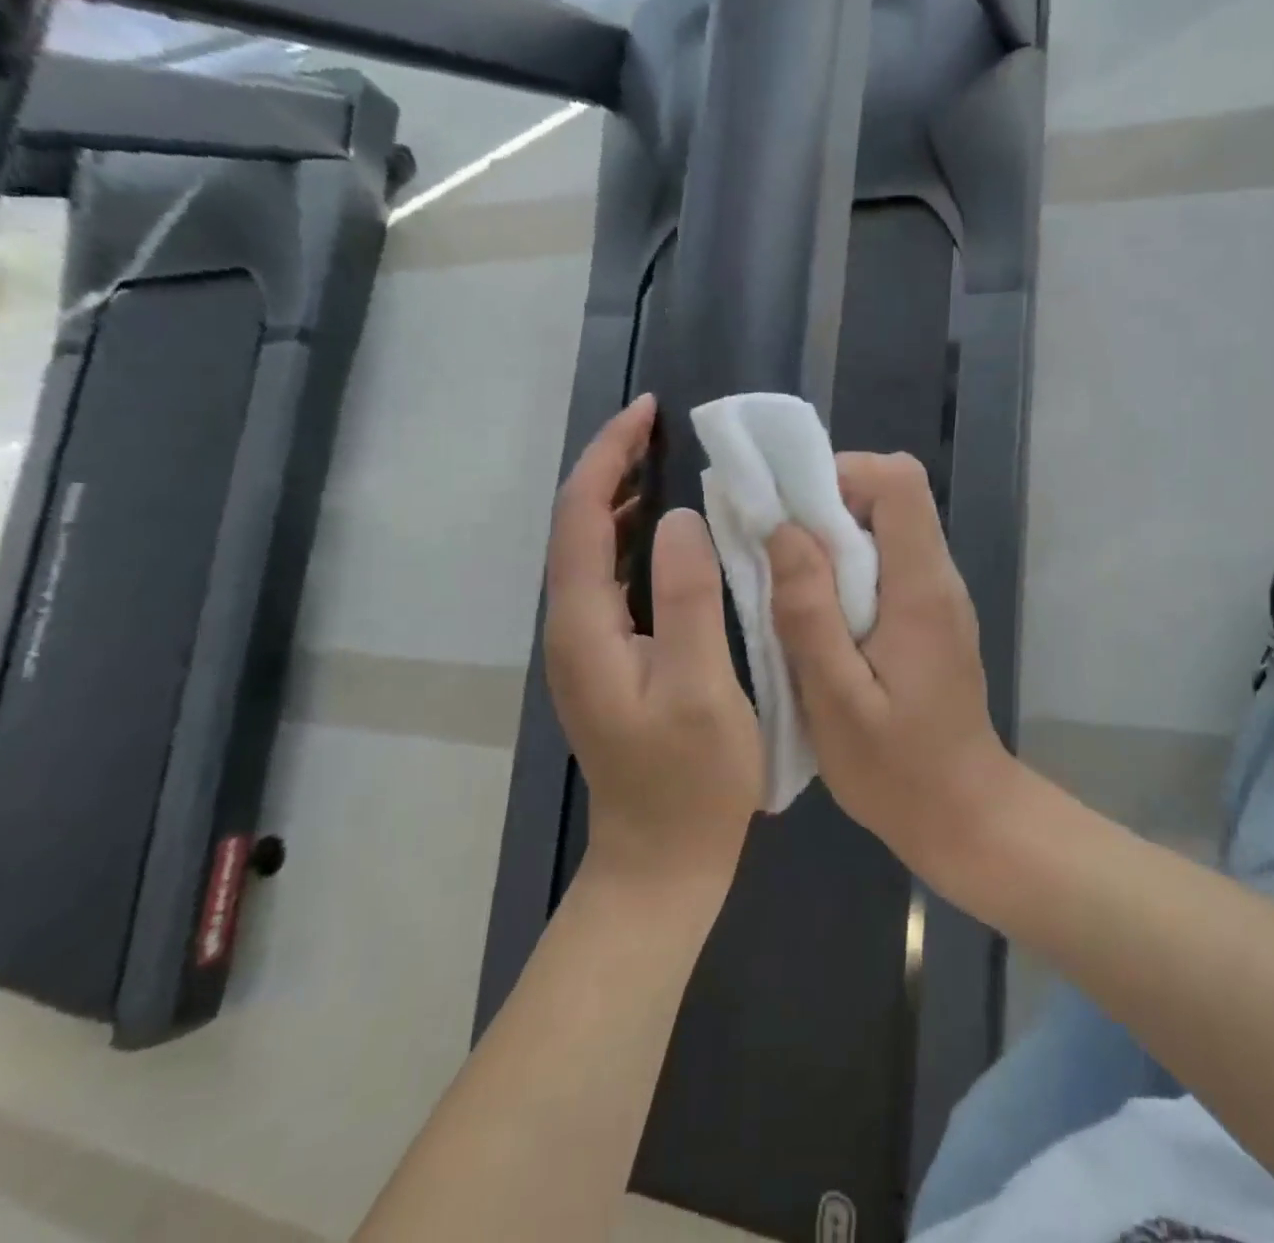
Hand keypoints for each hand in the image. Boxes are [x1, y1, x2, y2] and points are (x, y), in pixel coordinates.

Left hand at [544, 395, 762, 886]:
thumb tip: (679, 519)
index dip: (609, 457)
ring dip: (619, 499)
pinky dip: (631, 539)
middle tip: (660, 427)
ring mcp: (587, 646)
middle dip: (611, 467)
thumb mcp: (701, 689)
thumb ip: (688, 600)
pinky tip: (665, 533)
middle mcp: (572, 628)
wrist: (661, 862)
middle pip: (577, 526)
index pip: (580, 517)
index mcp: (585, 628)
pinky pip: (611, 578)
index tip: (648, 412)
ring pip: (591, 551)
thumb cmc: (690, 782)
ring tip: (663, 462)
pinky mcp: (609, 659)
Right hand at [767, 452, 1014, 881]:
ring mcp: (937, 597)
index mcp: (922, 588)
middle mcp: (937, 578)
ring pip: (885, 530)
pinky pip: (886, 565)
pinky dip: (846, 570)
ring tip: (787, 587)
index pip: (900, 482)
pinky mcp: (928, 617)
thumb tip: (784, 530)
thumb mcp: (837, 698)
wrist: (963, 814)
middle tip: (775, 553)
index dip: (843, 475)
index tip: (791, 513)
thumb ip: (809, 612)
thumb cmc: (897, 769)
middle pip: (891, 498)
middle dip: (826, 506)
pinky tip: (818, 618)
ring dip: (832, 541)